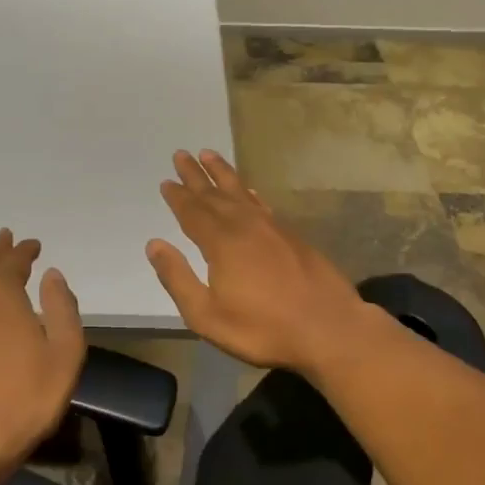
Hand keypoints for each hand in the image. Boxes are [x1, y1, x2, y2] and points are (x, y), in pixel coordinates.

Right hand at [146, 149, 372, 375]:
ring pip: (241, 192)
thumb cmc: (263, 329)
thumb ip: (178, 279)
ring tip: (210, 155)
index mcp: (221, 243)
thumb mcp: (207, 315)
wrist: (329, 329)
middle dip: (196, 176)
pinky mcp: (293, 237)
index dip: (178, 197)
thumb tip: (155, 245)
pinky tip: (249, 190)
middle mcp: (245, 226)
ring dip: (223, 174)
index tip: (167, 181)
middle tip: (181, 154)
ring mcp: (273, 229)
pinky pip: (262, 204)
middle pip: (215, 195)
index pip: (193, 212)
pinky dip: (250, 193)